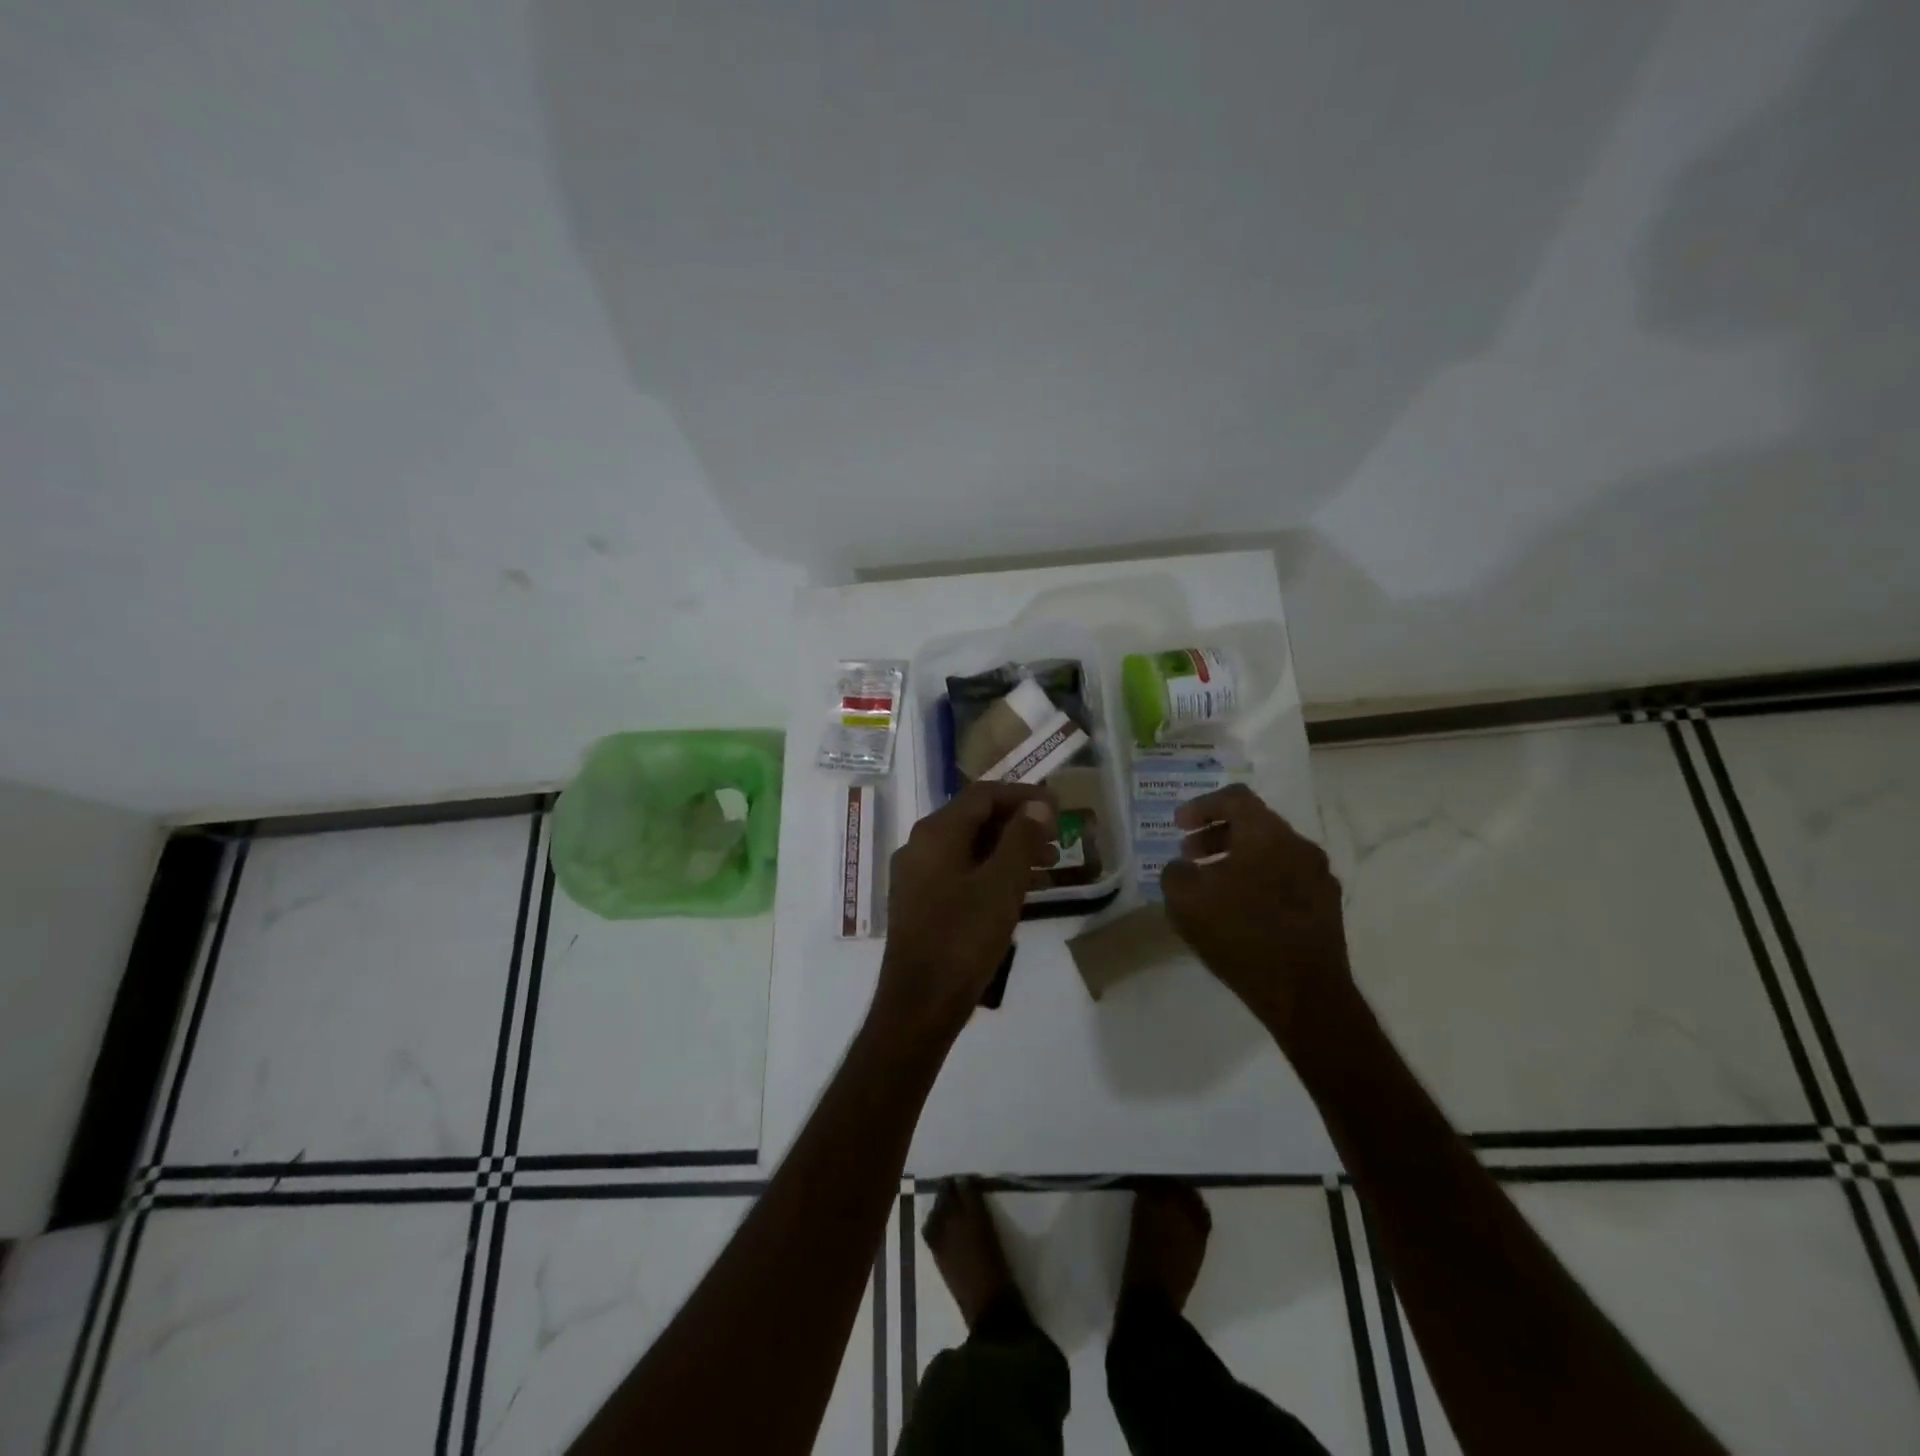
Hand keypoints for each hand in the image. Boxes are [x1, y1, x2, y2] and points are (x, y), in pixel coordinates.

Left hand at [870, 781, 1056, 1046]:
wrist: (919, 1004)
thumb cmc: (963, 939)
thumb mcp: (1002, 886)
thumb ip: (1021, 840)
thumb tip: (1037, 805)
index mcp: (936, 833)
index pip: (983, 795)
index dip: (1022, 795)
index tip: (1057, 806)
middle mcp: (920, 846)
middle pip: (973, 818)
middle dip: (1017, 823)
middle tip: (1056, 836)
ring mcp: (916, 876)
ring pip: (968, 847)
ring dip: (1007, 849)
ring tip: (1047, 863)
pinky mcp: (920, 903)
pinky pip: (959, 871)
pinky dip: (990, 871)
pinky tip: (1017, 889)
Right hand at [1160, 784, 1356, 1047]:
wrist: (1304, 994)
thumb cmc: (1240, 935)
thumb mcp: (1185, 900)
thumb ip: (1175, 872)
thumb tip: (1183, 868)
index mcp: (1267, 834)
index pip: (1235, 798)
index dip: (1202, 806)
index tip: (1178, 825)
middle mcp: (1299, 846)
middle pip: (1254, 824)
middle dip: (1216, 834)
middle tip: (1189, 854)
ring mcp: (1319, 878)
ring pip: (1272, 853)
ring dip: (1237, 859)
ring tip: (1211, 885)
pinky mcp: (1327, 909)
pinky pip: (1286, 880)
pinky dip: (1259, 882)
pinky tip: (1240, 912)